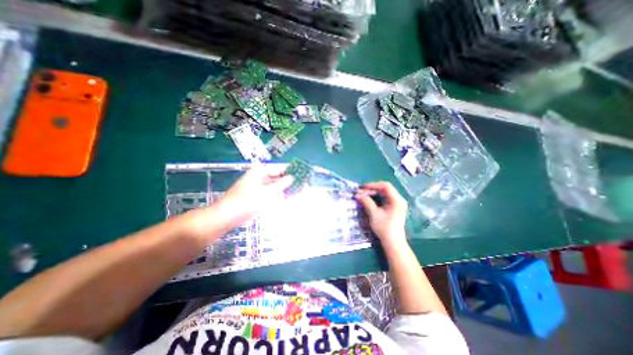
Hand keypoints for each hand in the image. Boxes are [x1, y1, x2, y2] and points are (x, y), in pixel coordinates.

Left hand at [186, 166, 293, 237]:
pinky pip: (274, 195)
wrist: (228, 217)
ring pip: (278, 187)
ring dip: (289, 188)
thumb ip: (281, 184)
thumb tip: (292, 177)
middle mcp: (261, 178)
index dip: (292, 170)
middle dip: (292, 181)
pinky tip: (293, 196)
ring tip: (303, 189)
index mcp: (260, 172)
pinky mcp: (261, 197)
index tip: (303, 171)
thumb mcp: (267, 192)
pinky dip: (283, 195)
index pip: (280, 168)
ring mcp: (261, 188)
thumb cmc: (247, 201)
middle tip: (305, 182)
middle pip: (280, 178)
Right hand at [354, 182, 407, 247]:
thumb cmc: (384, 228)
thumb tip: (358, 195)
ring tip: (362, 195)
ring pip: (383, 194)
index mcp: (397, 200)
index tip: (362, 187)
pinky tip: (368, 200)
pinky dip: (375, 198)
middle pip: (384, 189)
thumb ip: (366, 202)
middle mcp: (398, 199)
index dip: (373, 185)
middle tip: (360, 193)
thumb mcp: (374, 214)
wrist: (393, 243)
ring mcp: (396, 204)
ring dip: (372, 193)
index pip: (385, 186)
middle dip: (371, 190)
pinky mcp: (393, 208)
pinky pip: (384, 199)